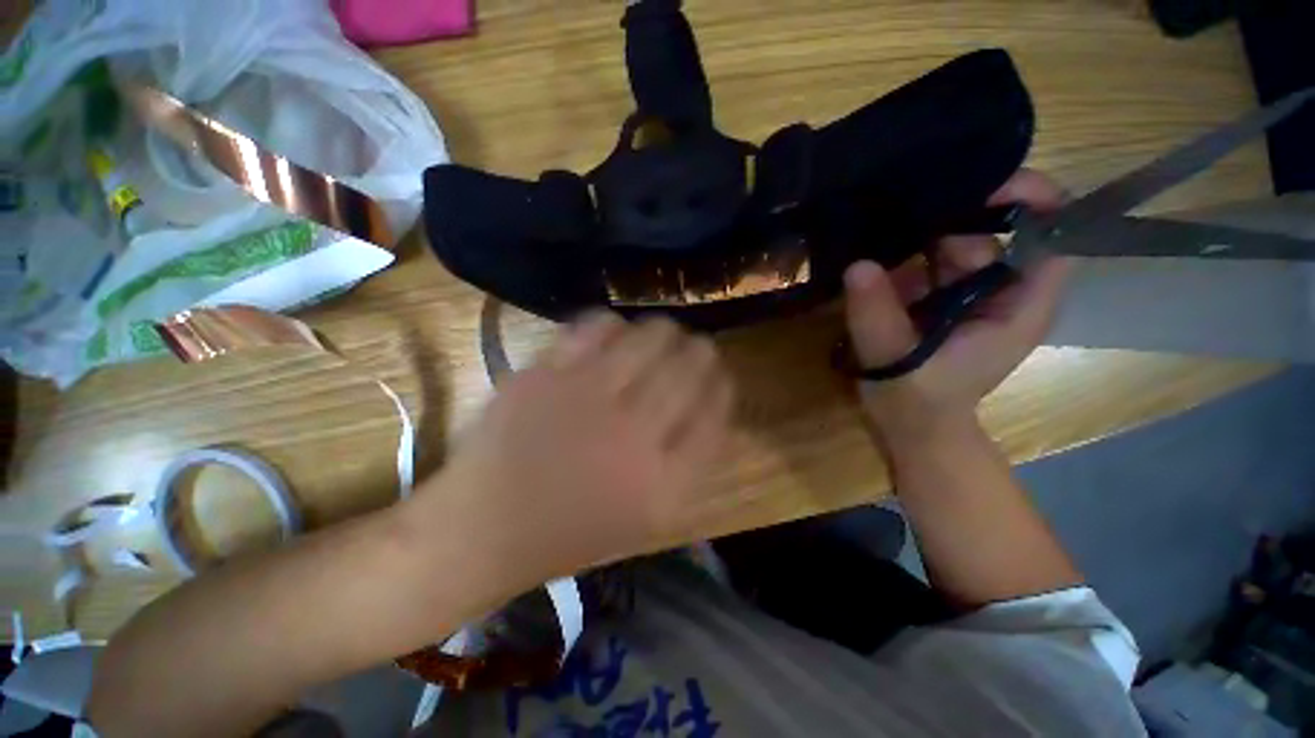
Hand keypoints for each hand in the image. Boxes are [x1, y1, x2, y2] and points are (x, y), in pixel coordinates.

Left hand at [420, 312, 733, 589]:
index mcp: (662, 484)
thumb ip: (687, 464)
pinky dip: (613, 324)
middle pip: (689, 369)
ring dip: (665, 331)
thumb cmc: (571, 531)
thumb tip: (710, 406)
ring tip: (664, 333)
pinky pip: (595, 329)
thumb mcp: (646, 517)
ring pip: (649, 339)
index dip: (723, 386)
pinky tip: (615, 332)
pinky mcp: (545, 376)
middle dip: (701, 351)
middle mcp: (632, 436)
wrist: (482, 529)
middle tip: (697, 346)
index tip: (720, 374)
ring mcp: (586, 400)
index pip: (715, 416)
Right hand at [844, 169, 1071, 443]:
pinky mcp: (939, 297)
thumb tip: (858, 265)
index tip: (981, 184)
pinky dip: (903, 251)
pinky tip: (873, 248)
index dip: (1034, 199)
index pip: (1054, 236)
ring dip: (918, 234)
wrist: (910, 425)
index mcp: (1019, 305)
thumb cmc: (917, 402)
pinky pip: (927, 261)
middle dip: (949, 219)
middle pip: (993, 233)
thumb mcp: (894, 361)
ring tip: (877, 226)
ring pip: (954, 243)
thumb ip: (878, 317)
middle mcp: (1002, 290)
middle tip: (899, 213)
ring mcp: (967, 293)